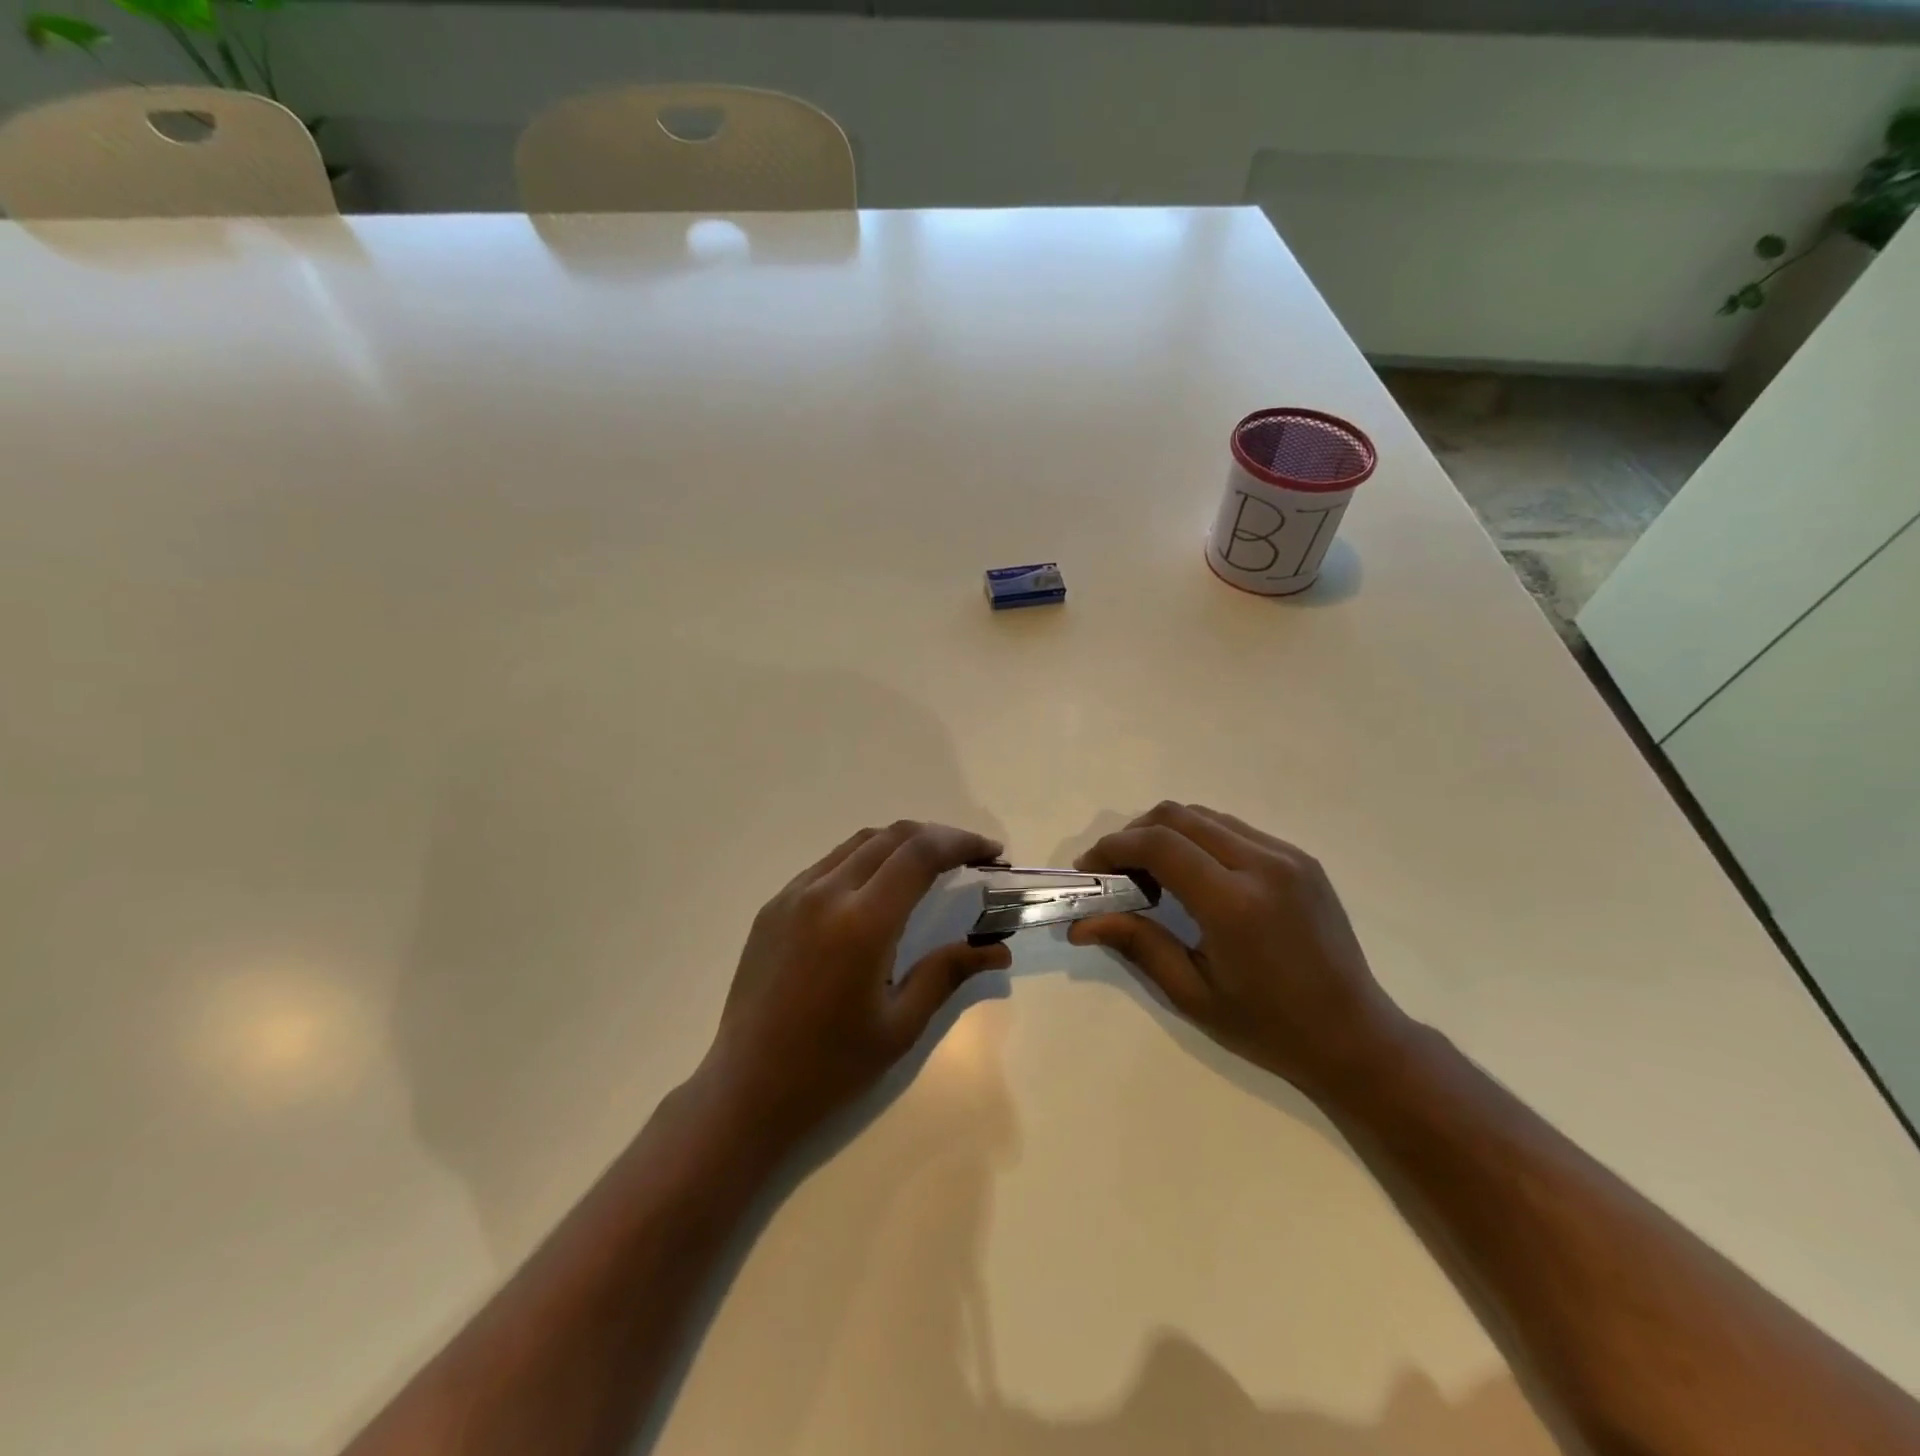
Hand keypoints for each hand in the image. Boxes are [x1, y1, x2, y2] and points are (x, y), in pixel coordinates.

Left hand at [699, 820, 1013, 1143]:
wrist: (745, 1090)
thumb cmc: (831, 1067)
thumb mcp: (900, 1025)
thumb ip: (948, 973)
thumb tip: (999, 950)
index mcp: (862, 922)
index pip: (920, 854)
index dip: (962, 843)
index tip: (992, 854)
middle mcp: (825, 893)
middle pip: (892, 837)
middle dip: (938, 837)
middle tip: (969, 858)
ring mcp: (793, 895)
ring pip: (858, 843)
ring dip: (901, 844)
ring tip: (930, 867)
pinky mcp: (773, 906)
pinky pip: (829, 864)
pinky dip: (865, 860)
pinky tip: (878, 889)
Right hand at [1069, 802, 1405, 1097]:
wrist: (1355, 1036)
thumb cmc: (1269, 1027)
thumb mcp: (1193, 994)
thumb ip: (1137, 945)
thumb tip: (1081, 924)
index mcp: (1235, 904)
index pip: (1159, 845)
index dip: (1113, 848)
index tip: (1089, 871)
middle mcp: (1263, 865)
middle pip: (1177, 816)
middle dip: (1134, 835)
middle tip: (1115, 873)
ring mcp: (1287, 856)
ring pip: (1205, 816)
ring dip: (1166, 834)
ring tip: (1151, 875)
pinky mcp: (1300, 858)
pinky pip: (1234, 830)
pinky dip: (1199, 840)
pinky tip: (1194, 877)